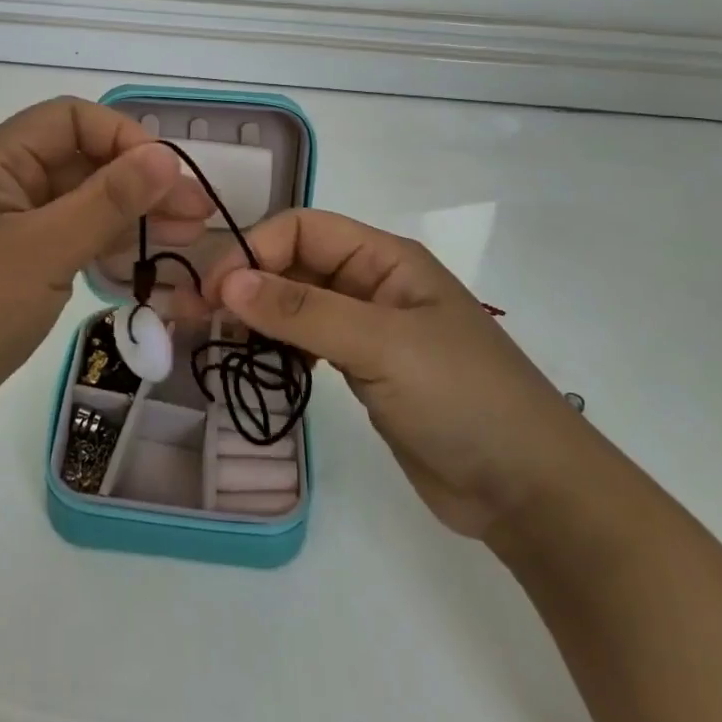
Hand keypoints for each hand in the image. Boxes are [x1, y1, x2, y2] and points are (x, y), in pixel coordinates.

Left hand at [0, 99, 212, 451]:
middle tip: (195, 216)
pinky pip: (64, 242)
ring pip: (77, 205)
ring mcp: (2, 228)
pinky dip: (101, 248)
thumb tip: (165, 156)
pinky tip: (140, 266)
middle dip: (137, 183)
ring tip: (185, 240)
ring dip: (127, 218)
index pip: (70, 119)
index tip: (167, 176)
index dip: (124, 138)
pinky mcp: (9, 268)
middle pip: (79, 163)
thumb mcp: (44, 250)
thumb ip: (107, 200)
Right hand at [195, 210, 598, 539]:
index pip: (304, 229)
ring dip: (254, 314)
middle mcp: (373, 285)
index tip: (214, 291)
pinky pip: (306, 342)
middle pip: (294, 263)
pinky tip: (252, 361)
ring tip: (210, 338)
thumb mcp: (382, 346)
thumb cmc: (464, 399)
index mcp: (386, 260)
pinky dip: (274, 345)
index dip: (255, 249)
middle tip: (191, 315)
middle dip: (244, 281)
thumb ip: (303, 311)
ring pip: (295, 304)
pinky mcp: (363, 371)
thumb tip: (227, 280)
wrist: (529, 492)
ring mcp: (367, 330)